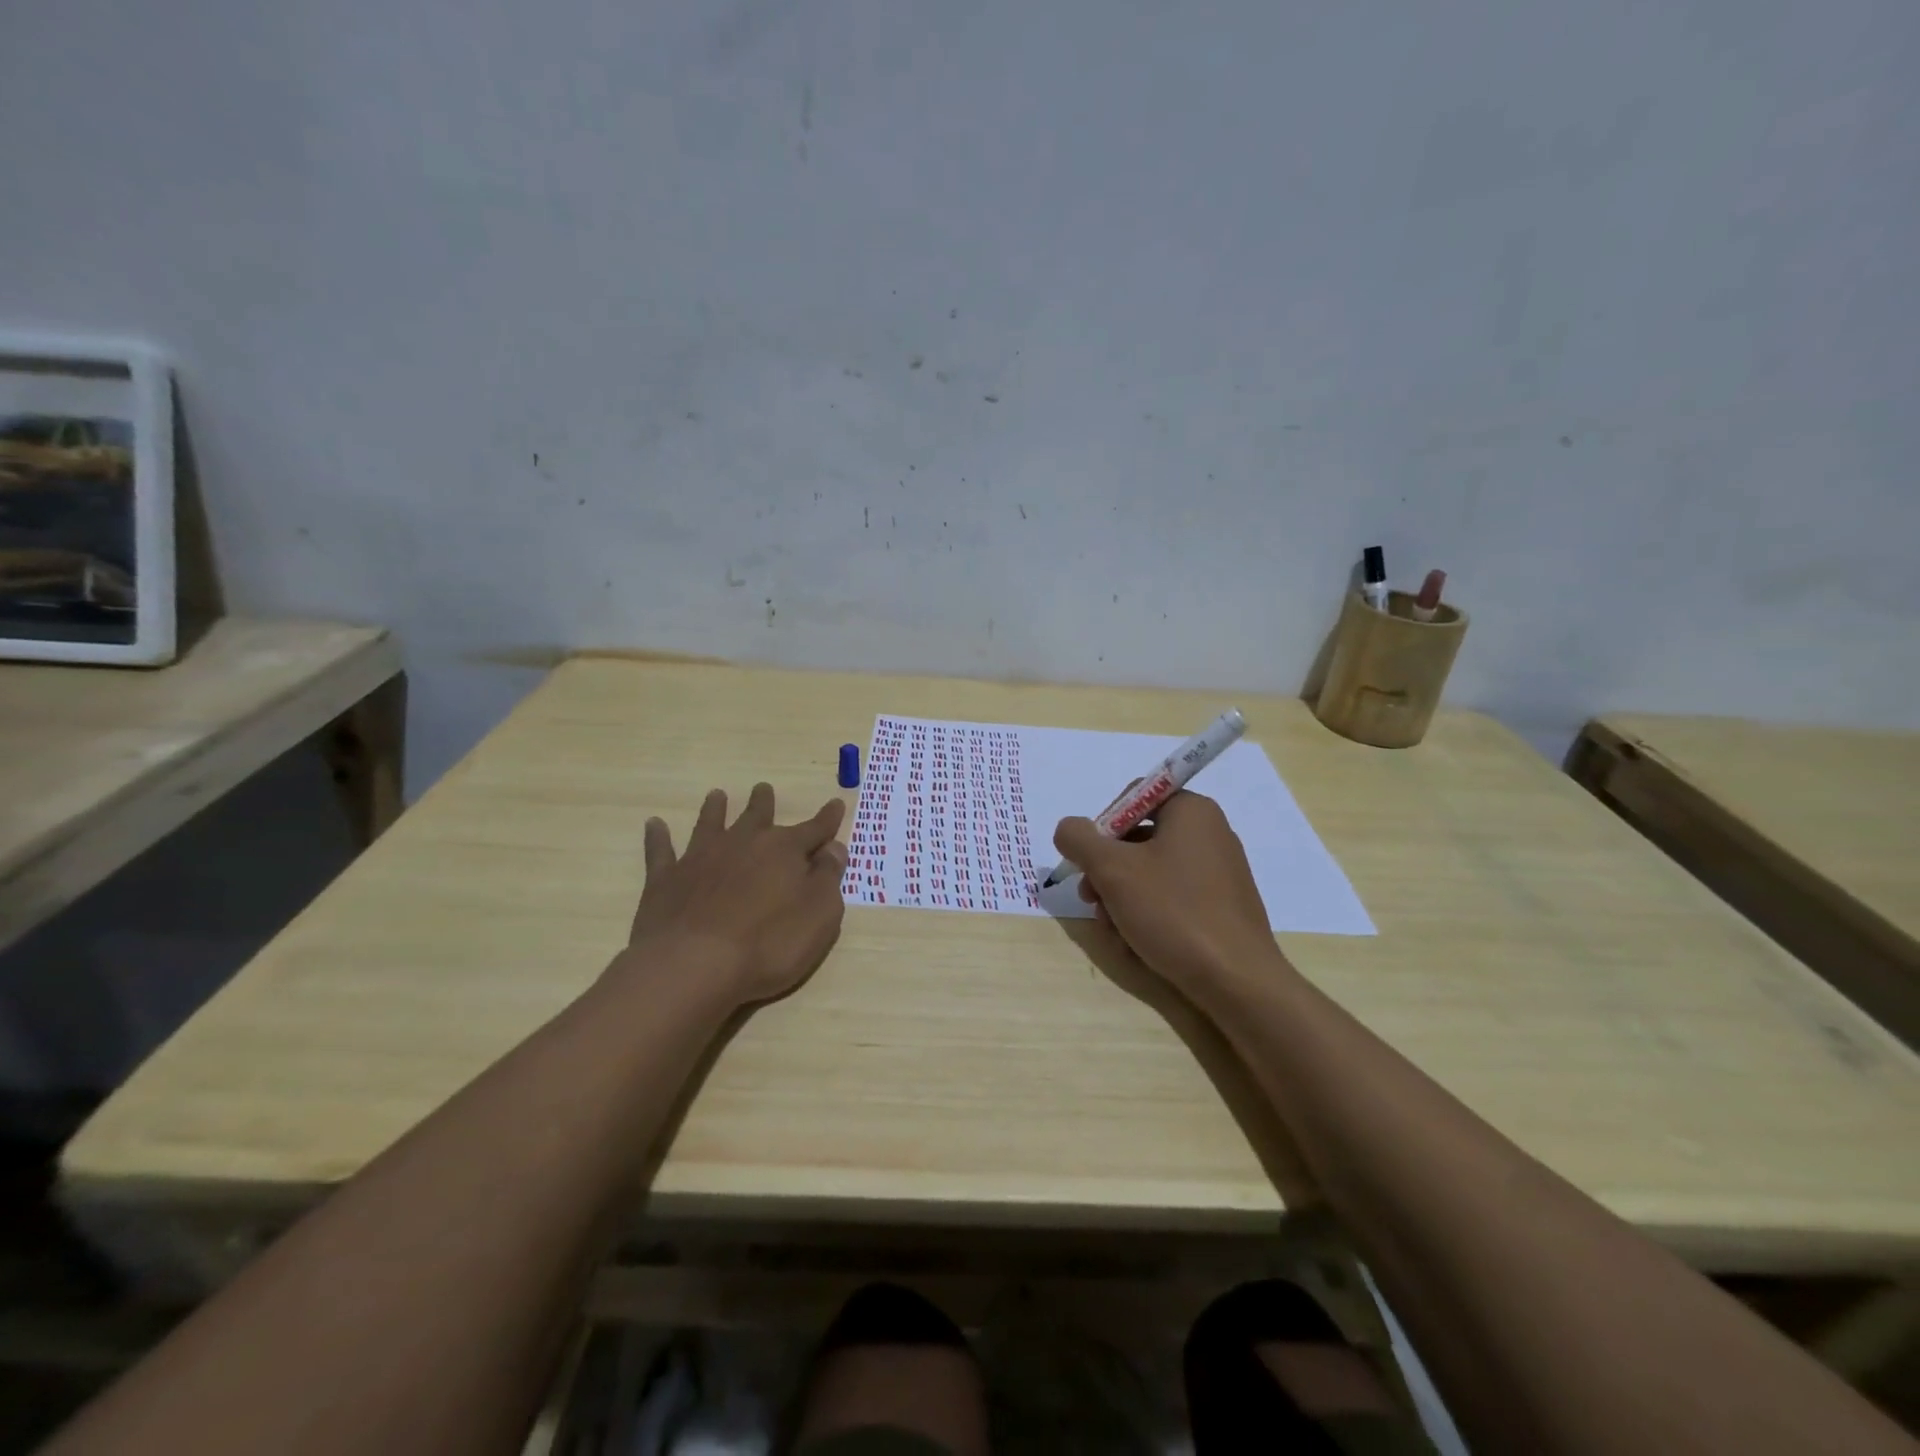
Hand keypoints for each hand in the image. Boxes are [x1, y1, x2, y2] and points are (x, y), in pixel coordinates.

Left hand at [621, 783, 848, 1006]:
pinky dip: (658, 837)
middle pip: (757, 816)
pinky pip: (661, 851)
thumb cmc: (769, 944)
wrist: (694, 966)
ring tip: (716, 795)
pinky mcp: (666, 879)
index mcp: (784, 850)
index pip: (814, 829)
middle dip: (763, 802)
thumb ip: (828, 878)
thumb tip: (834, 848)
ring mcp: (701, 858)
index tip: (836, 803)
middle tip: (763, 788)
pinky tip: (654, 824)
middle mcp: (743, 843)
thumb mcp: (819, 915)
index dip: (827, 819)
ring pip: (710, 824)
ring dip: (715, 809)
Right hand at [1054, 790, 1285, 989]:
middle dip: (1107, 872)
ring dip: (1121, 899)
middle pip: (1138, 840)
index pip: (1133, 799)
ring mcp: (1219, 872)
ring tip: (1113, 930)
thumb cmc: (1173, 912)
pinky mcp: (1221, 907)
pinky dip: (1148, 915)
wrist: (1237, 981)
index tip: (1089, 862)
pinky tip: (1135, 944)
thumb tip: (1067, 829)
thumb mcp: (1112, 870)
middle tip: (1090, 899)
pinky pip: (1172, 899)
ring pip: (1151, 874)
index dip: (1102, 828)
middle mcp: (1209, 833)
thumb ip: (1079, 840)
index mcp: (1191, 811)